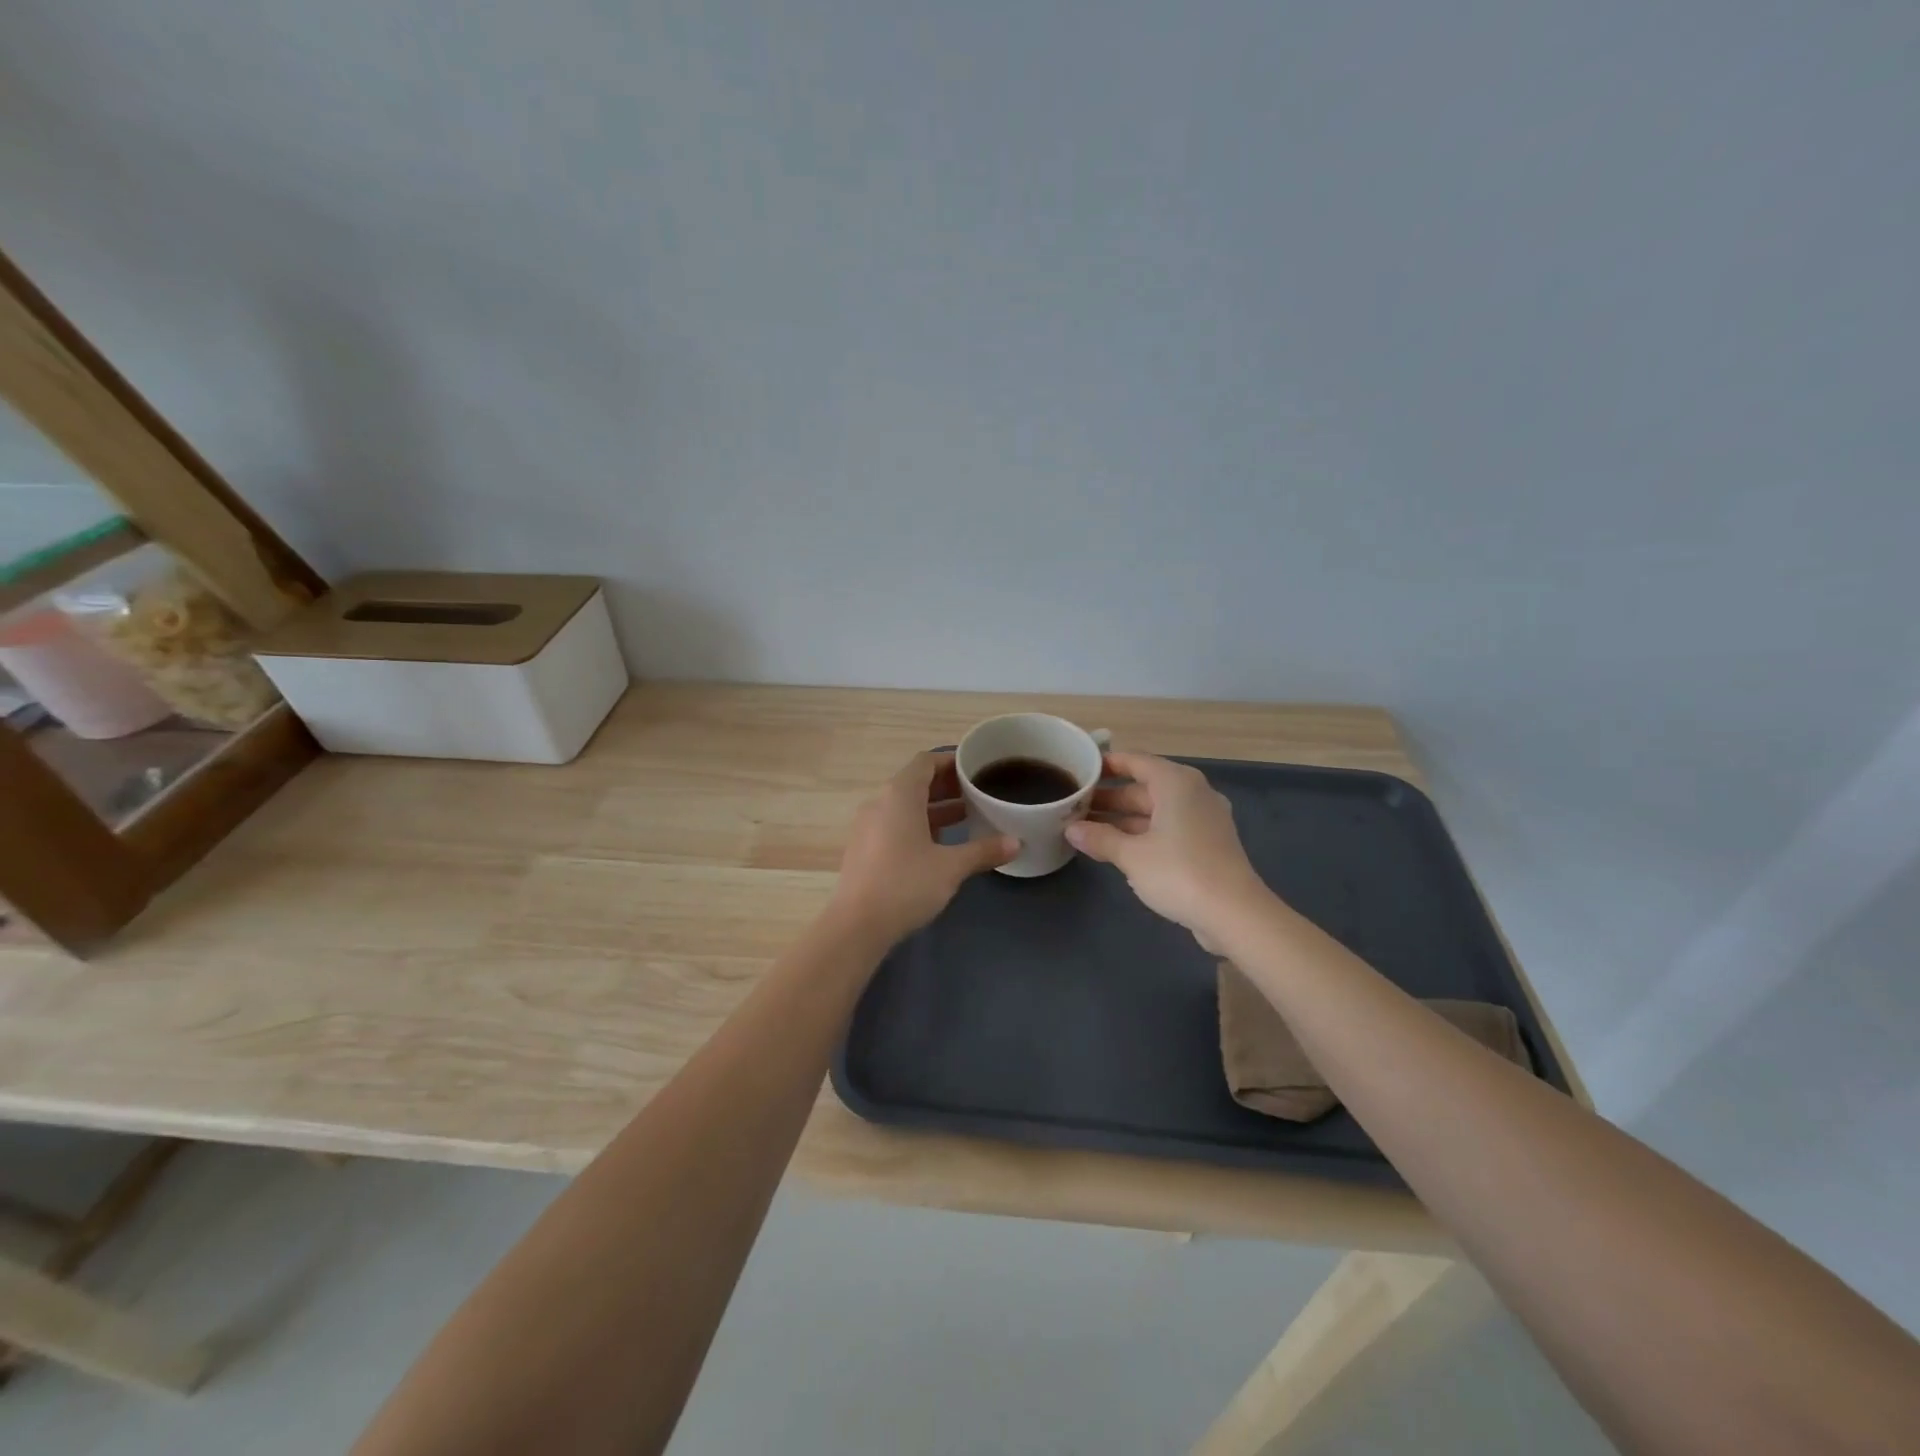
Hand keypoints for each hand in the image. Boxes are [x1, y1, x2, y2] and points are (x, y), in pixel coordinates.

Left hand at [830, 751, 1018, 944]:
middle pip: (915, 782)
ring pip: (905, 805)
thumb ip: (983, 850)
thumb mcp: (951, 867)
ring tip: (967, 816)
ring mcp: (868, 826)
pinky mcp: (865, 848)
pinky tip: (941, 843)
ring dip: (934, 807)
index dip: (951, 761)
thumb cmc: (906, 884)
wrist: (856, 925)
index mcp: (900, 795)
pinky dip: (919, 824)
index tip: (976, 769)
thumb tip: (1017, 843)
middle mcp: (880, 802)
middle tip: (978, 793)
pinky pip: (895, 824)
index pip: (926, 762)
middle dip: (947, 786)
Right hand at [1066, 751, 1271, 945]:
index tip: (1080, 770)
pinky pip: (1169, 828)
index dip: (1106, 764)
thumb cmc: (1179, 872)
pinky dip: (1144, 834)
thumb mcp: (1131, 856)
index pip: (1135, 761)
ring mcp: (1204, 819)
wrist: (1235, 914)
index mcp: (1176, 783)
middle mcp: (1193, 793)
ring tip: (1088, 829)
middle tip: (1075, 806)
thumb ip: (1100, 838)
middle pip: (1145, 787)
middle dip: (1110, 797)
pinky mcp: (1208, 844)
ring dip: (1124, 819)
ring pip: (1156, 810)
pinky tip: (1118, 849)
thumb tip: (1071, 829)